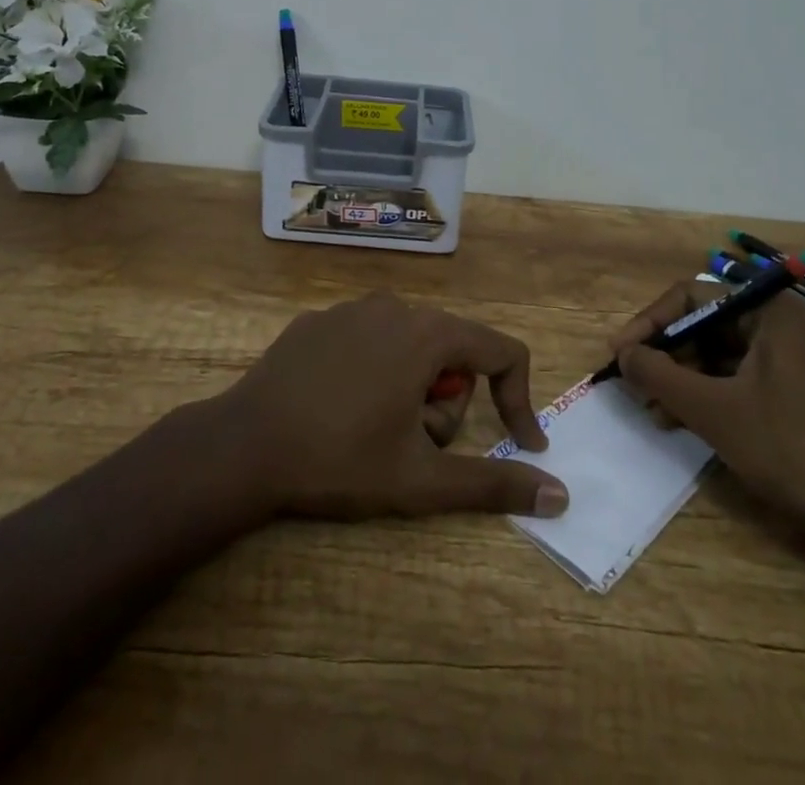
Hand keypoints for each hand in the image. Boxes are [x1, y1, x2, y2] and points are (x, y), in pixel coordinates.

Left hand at [219, 292, 568, 520]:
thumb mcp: (422, 480)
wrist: (244, 445)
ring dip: (412, 389)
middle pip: (453, 352)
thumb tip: (560, 496)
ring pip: (411, 346)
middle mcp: (395, 307)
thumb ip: (494, 484)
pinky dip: (373, 373)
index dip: (519, 399)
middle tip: (414, 445)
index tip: (520, 444)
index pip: (502, 351)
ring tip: (375, 429)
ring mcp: (351, 308)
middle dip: (447, 404)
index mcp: (427, 334)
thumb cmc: (341, 459)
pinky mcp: (318, 319)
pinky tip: (339, 408)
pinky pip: (369, 341)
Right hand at [610, 285, 804, 532]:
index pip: (693, 296)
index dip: (650, 323)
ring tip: (655, 412)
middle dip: (668, 356)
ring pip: (726, 357)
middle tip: (636, 386)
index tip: (620, 353)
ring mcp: (804, 363)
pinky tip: (688, 423)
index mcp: (774, 313)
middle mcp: (790, 326)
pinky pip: (748, 381)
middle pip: (710, 326)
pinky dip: (715, 396)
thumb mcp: (713, 411)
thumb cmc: (793, 451)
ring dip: (686, 380)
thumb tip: (623, 354)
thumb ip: (660, 375)